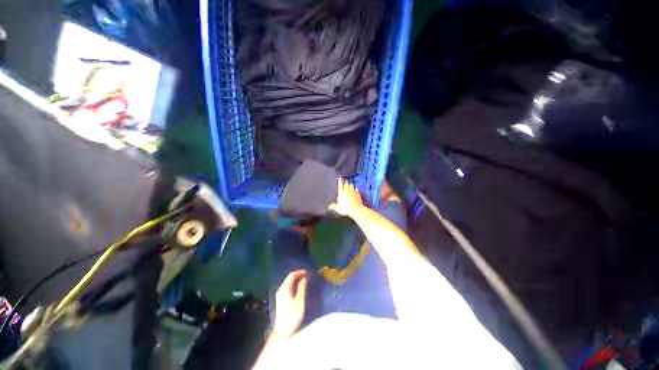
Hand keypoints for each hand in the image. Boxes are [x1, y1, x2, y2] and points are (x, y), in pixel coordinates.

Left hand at [273, 270, 306, 338]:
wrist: (283, 332)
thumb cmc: (293, 315)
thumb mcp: (300, 300)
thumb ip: (302, 288)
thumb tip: (304, 279)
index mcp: (284, 288)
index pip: (291, 275)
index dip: (299, 272)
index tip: (306, 272)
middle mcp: (280, 290)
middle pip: (289, 279)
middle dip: (297, 276)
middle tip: (306, 276)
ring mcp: (279, 296)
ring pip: (288, 284)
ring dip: (296, 281)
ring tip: (304, 282)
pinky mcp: (280, 301)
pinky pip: (287, 289)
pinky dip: (293, 286)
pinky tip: (298, 290)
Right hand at [329, 178, 364, 216]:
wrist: (356, 210)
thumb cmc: (346, 209)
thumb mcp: (338, 208)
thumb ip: (333, 206)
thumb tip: (330, 206)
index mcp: (341, 192)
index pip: (340, 184)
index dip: (340, 180)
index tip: (340, 177)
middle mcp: (347, 190)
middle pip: (346, 184)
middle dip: (345, 182)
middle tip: (345, 180)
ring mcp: (353, 191)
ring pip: (352, 186)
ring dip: (350, 185)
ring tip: (350, 184)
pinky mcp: (358, 194)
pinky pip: (357, 190)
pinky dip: (356, 189)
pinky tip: (356, 189)